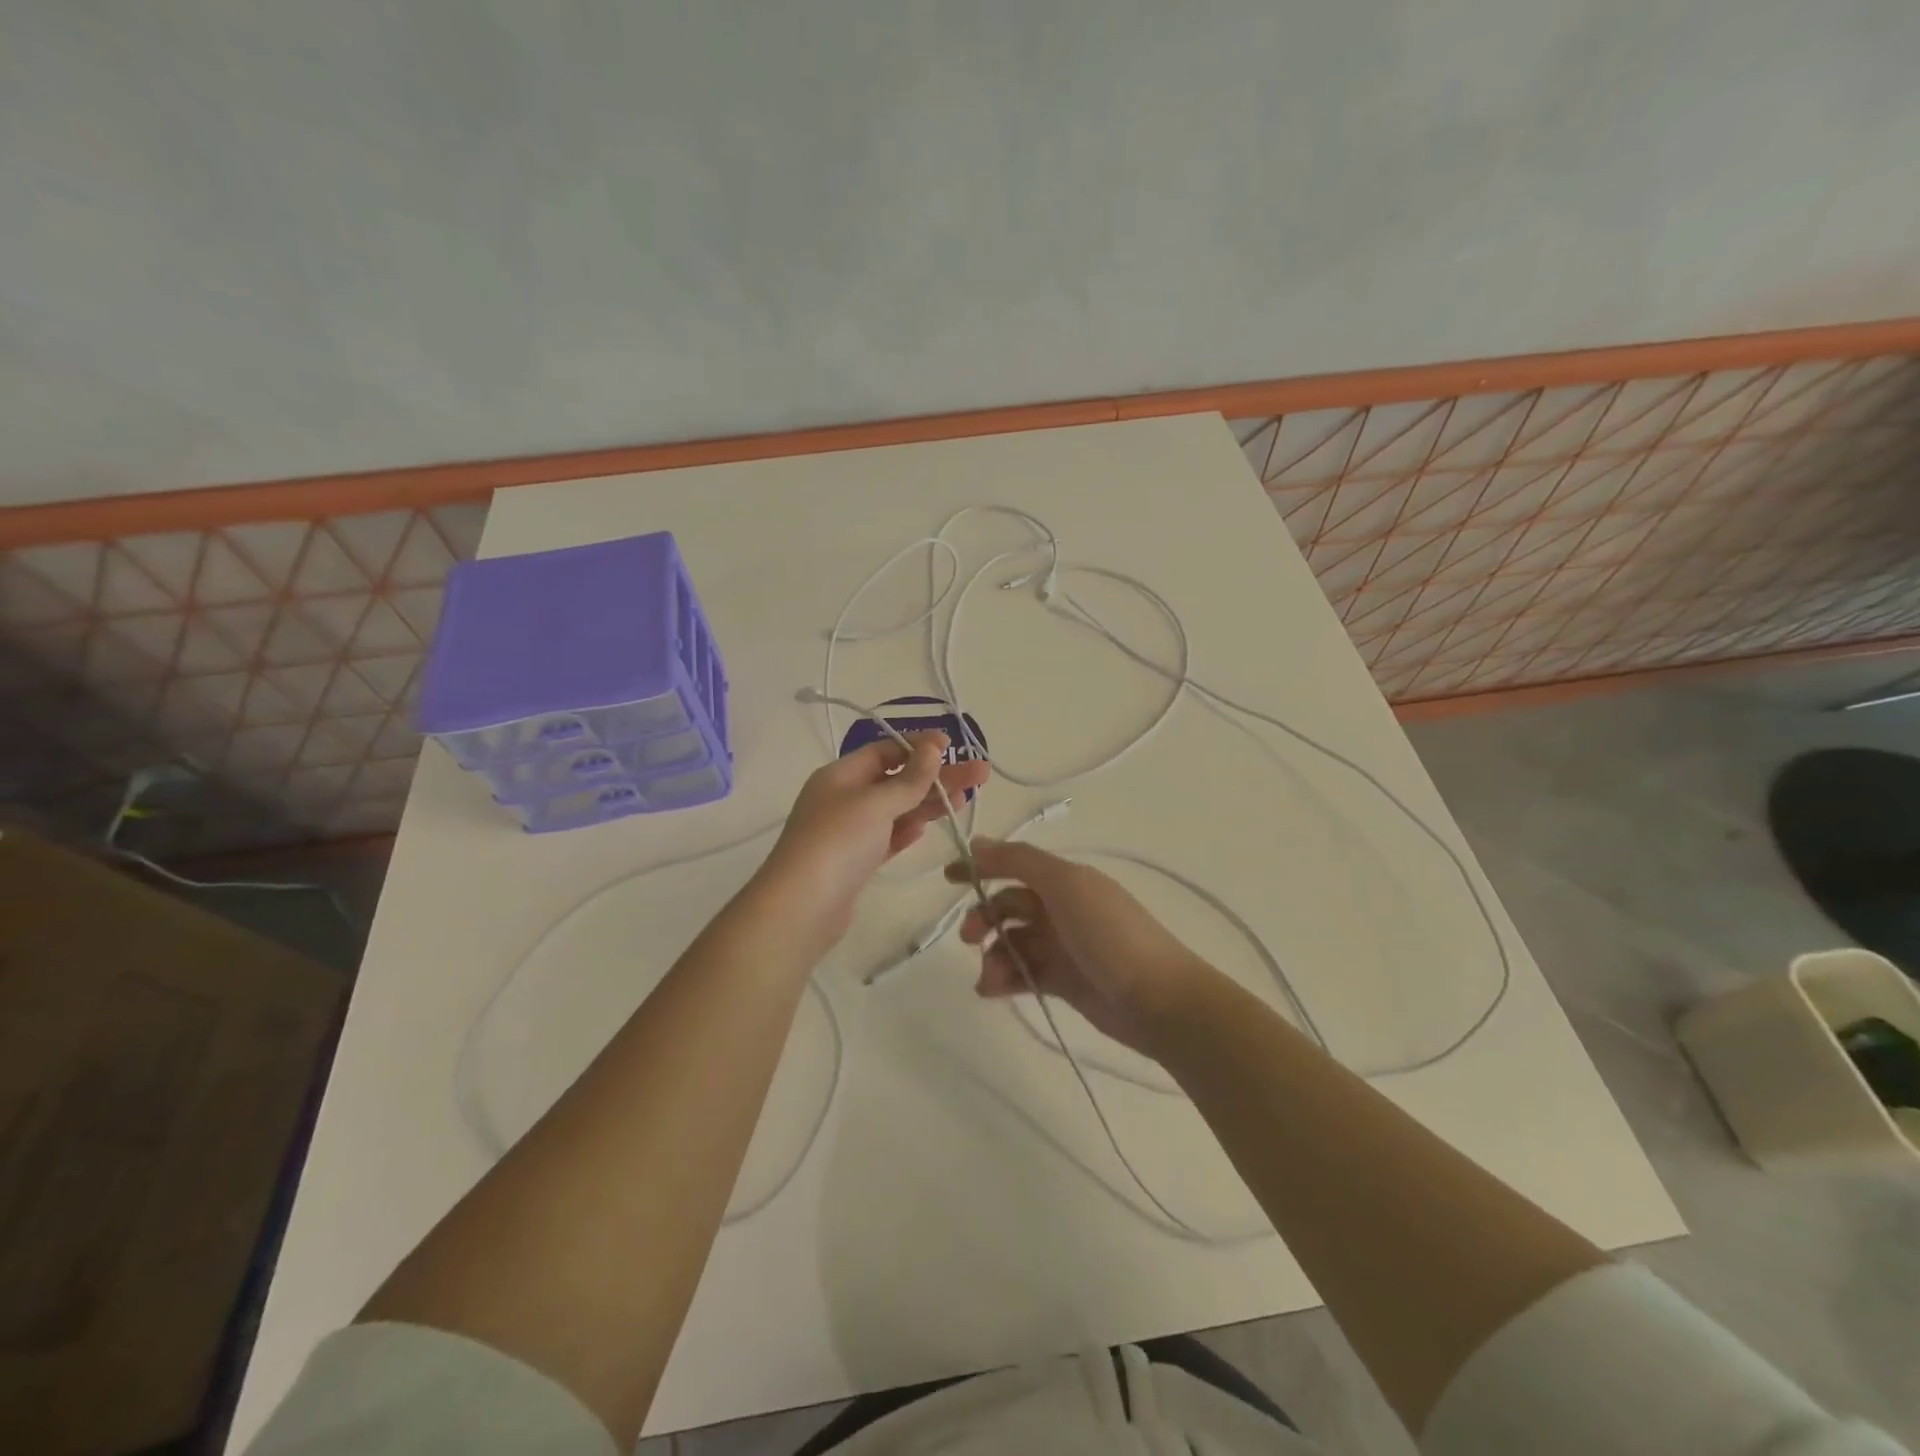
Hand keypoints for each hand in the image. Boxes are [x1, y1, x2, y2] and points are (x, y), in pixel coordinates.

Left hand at [760, 732, 989, 946]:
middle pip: (897, 779)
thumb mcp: (876, 803)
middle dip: (937, 776)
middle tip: (980, 774)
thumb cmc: (838, 842)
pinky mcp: (855, 862)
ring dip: (928, 803)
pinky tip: (927, 828)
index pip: (885, 750)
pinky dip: (907, 830)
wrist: (802, 907)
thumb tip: (933, 744)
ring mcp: (849, 832)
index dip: (919, 747)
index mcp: (841, 775)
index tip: (953, 746)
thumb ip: (909, 777)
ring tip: (965, 799)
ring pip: (895, 810)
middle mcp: (843, 798)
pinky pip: (887, 837)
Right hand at [948, 841, 1213, 1059]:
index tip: (948, 878)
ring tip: (990, 977)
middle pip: (1008, 905)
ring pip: (1011, 942)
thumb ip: (1019, 861)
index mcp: (1065, 879)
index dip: (981, 867)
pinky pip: (1022, 973)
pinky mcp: (1062, 981)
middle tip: (970, 937)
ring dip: (992, 954)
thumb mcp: (1064, 885)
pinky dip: (1004, 978)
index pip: (1014, 864)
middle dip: (984, 917)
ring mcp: (1062, 946)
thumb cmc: (1110, 933)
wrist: (1158, 999)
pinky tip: (993, 990)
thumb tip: (977, 842)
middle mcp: (1061, 907)